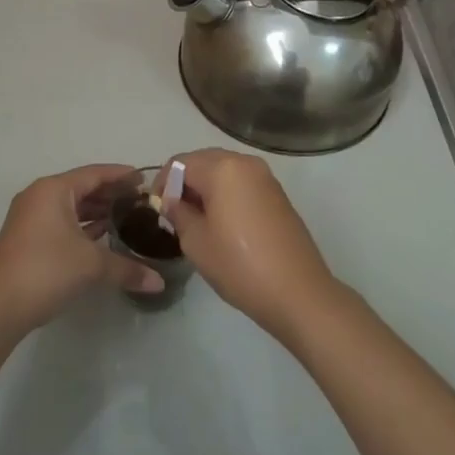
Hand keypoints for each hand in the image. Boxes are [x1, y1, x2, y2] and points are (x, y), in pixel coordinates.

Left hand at [0, 165, 163, 339]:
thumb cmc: (44, 271)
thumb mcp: (91, 266)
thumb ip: (127, 268)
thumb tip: (158, 282)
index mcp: (53, 190)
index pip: (94, 174)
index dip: (120, 175)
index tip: (144, 178)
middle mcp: (39, 197)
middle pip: (82, 188)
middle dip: (110, 194)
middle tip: (140, 201)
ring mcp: (29, 218)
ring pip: (70, 207)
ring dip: (96, 212)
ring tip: (126, 218)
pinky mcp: (26, 239)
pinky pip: (61, 222)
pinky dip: (82, 226)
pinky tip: (102, 237)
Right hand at [164, 148, 340, 341]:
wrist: (298, 293)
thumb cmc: (239, 266)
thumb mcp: (196, 241)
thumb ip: (177, 213)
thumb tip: (171, 201)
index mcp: (222, 168)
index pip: (180, 163)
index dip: (162, 183)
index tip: (156, 210)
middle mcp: (245, 163)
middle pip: (203, 161)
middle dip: (184, 183)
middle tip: (173, 214)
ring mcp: (265, 177)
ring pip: (223, 171)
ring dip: (205, 188)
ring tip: (196, 220)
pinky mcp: (277, 194)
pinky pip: (242, 183)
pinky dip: (226, 194)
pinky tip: (222, 223)